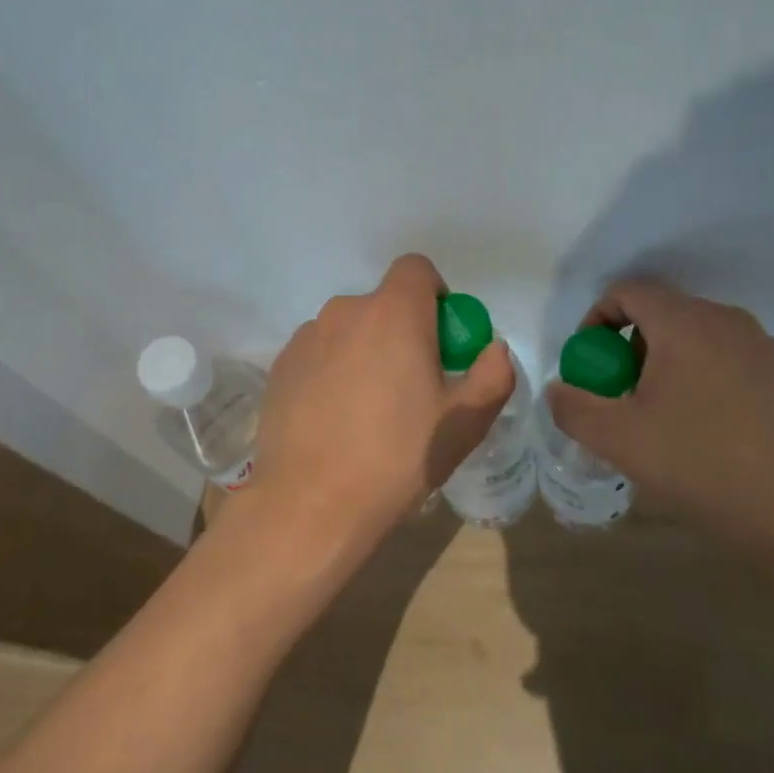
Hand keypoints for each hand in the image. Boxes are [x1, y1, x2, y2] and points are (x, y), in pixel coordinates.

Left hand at [252, 254, 515, 552]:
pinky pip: (317, 355)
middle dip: (401, 331)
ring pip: (347, 331)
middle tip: (410, 386)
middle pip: (382, 304)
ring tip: (367, 410)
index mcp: (394, 314)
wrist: (312, 504)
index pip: (416, 268)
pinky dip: (331, 372)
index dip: (434, 295)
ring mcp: (305, 338)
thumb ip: (493, 375)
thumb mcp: (465, 422)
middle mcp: (344, 312)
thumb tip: (494, 349)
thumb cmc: (398, 457)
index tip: (440, 340)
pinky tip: (333, 420)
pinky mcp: (279, 367)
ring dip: (364, 352)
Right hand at [545, 280, 773, 565]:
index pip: (627, 292)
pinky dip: (699, 378)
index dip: (595, 321)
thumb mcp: (618, 440)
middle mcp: (727, 321)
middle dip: (627, 349)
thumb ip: (573, 407)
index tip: (589, 367)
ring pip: (694, 338)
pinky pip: (725, 360)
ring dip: (663, 365)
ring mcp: (762, 347)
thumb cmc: (702, 465)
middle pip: (661, 314)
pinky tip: (704, 431)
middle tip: (620, 399)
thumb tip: (560, 388)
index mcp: (685, 324)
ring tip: (660, 419)